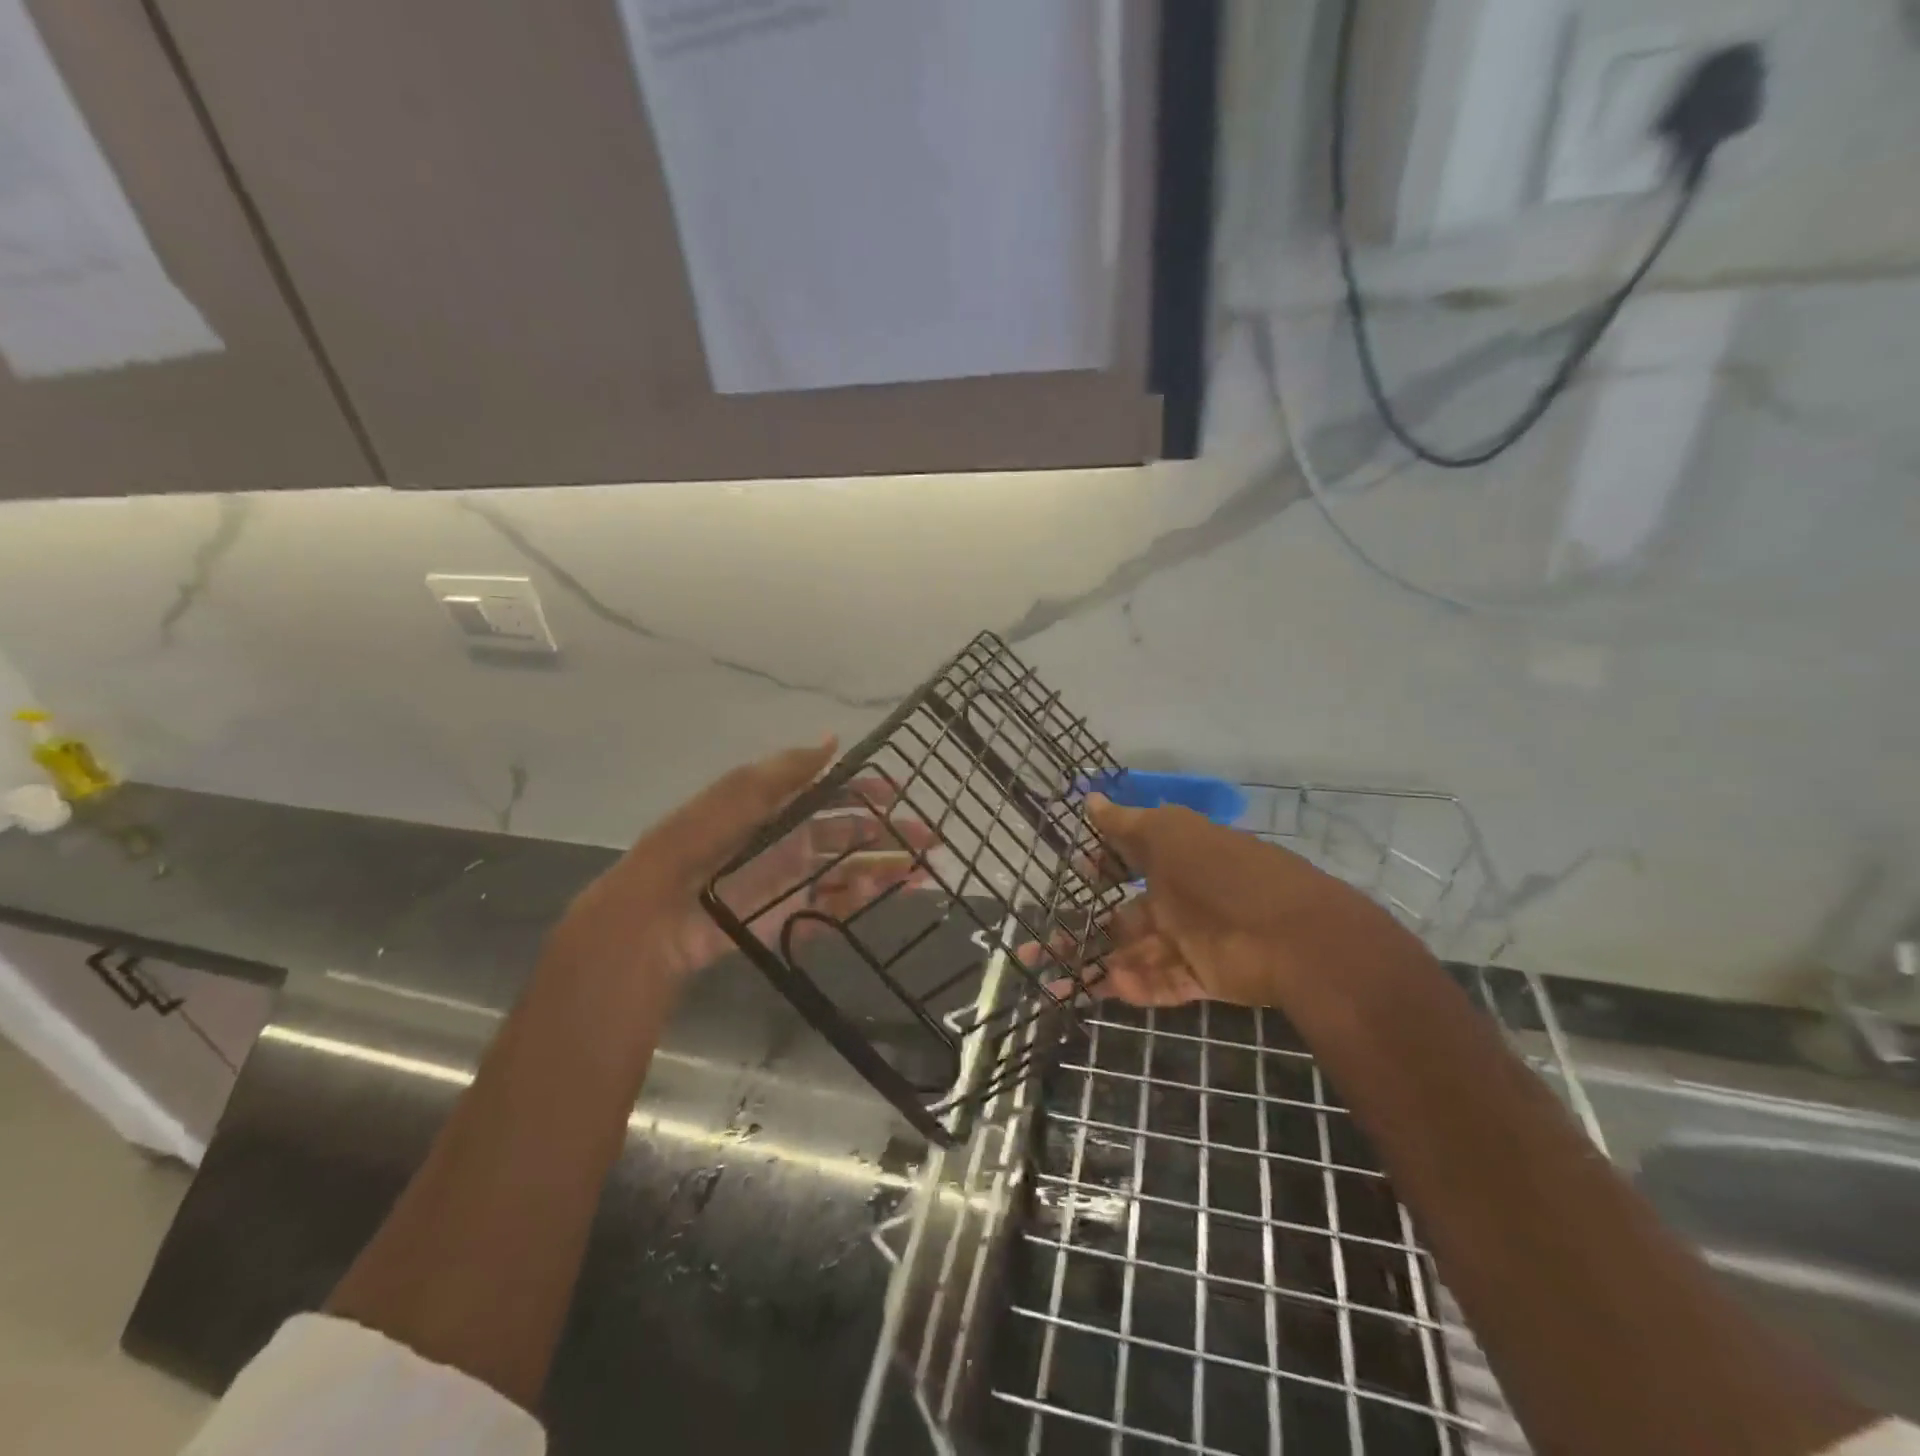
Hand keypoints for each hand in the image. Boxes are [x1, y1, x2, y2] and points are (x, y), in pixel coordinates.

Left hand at [544, 739, 931, 1002]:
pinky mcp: (786, 919)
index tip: (897, 794)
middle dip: (888, 835)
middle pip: (848, 836)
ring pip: (847, 873)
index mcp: (777, 810)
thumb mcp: (737, 796)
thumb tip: (834, 740)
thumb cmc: (696, 846)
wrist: (655, 917)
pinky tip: (886, 896)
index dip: (864, 793)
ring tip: (921, 873)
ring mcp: (789, 883)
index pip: (830, 796)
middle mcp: (788, 844)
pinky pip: (830, 909)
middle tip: (929, 840)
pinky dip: (859, 903)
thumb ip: (784, 771)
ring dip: (884, 870)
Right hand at [1084, 794, 1426, 1011]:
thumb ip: (1126, 824)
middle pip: (1123, 916)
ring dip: (1096, 965)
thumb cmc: (1221, 874)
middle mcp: (1180, 898)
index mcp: (1174, 858)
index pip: (1130, 859)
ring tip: (1054, 981)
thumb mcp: (1168, 835)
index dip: (1102, 864)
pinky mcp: (1205, 977)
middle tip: (1037, 946)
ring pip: (1134, 954)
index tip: (1074, 871)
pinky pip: (1164, 982)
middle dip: (1083, 930)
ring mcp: (1192, 940)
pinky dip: (1138, 986)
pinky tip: (1110, 987)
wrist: (1294, 936)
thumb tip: (1091, 798)